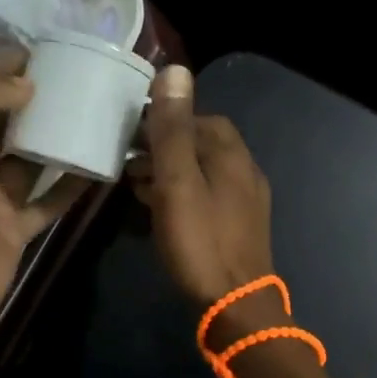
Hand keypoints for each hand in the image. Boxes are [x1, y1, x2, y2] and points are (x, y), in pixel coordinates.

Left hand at [0, 58, 82, 340]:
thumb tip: (26, 83)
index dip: (6, 70)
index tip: (46, 54)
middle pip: (8, 124)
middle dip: (37, 102)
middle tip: (78, 82)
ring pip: (32, 162)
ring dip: (58, 142)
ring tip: (94, 118)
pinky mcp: (16, 228)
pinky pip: (48, 201)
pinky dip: (71, 187)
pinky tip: (99, 168)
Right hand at [129, 66, 274, 311]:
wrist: (236, 307)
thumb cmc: (201, 242)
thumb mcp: (178, 182)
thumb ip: (173, 129)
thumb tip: (174, 70)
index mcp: (231, 154)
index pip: (200, 118)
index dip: (166, 119)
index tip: (132, 132)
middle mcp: (245, 171)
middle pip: (203, 144)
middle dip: (166, 146)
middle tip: (129, 160)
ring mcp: (247, 201)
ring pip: (204, 172)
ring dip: (172, 172)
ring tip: (137, 185)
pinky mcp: (241, 227)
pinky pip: (209, 197)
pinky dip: (184, 194)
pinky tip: (163, 211)